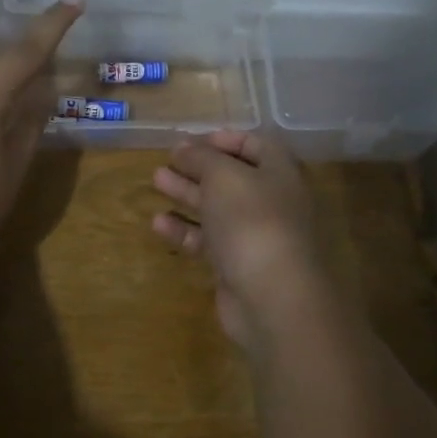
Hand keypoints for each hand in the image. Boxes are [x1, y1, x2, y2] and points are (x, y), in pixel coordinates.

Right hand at [152, 130, 333, 355]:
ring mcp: (255, 236)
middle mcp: (272, 201)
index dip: (224, 139)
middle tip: (167, 160)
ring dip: (187, 193)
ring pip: (217, 208)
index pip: (255, 144)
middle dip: (198, 167)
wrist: (273, 298)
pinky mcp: (237, 266)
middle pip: (232, 177)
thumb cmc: (252, 221)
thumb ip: (201, 157)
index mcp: (280, 173)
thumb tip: (184, 147)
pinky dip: (185, 230)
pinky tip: (159, 223)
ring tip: (156, 181)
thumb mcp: (223, 176)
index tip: (191, 140)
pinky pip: (209, 241)